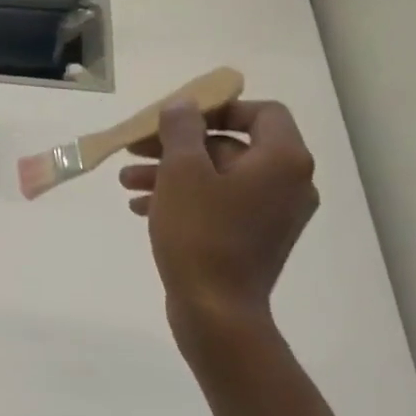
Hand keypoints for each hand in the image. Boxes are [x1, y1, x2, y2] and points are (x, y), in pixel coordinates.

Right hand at [119, 97, 318, 346]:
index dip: (216, 109)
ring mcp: (274, 215)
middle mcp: (289, 183)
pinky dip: (186, 200)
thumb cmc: (200, 235)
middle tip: (136, 149)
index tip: (175, 120)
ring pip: (219, 179)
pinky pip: (220, 206)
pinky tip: (141, 208)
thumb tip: (183, 105)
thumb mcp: (182, 173)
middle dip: (178, 147)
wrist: (215, 310)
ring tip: (126, 183)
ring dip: (173, 175)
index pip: (260, 112)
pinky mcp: (254, 240)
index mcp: (282, 160)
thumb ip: (181, 130)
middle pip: (231, 147)